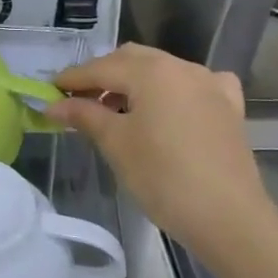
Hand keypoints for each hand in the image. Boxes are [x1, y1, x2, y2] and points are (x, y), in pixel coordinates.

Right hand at [46, 44, 275, 264]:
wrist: (228, 217)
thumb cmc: (163, 177)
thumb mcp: (115, 143)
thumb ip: (83, 115)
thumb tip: (53, 104)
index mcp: (151, 71)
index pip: (100, 68)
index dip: (71, 79)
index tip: (48, 91)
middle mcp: (181, 67)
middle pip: (131, 60)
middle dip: (102, 75)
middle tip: (78, 100)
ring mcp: (210, 85)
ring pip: (162, 69)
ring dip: (134, 81)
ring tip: (115, 107)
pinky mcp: (228, 107)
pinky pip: (195, 85)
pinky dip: (174, 89)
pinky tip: (170, 105)